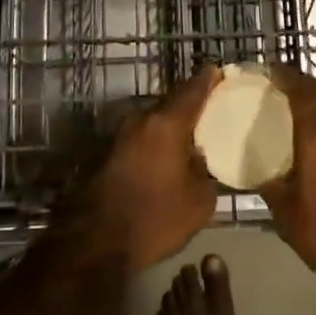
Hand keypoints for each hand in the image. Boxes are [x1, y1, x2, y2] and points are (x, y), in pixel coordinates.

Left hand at [89, 65, 221, 270]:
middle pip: (171, 103)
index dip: (208, 80)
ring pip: (153, 121)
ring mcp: (120, 135)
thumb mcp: (198, 202)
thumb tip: (200, 160)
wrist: (95, 242)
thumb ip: (205, 172)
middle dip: (190, 104)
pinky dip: (155, 142)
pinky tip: (167, 158)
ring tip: (191, 137)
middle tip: (210, 110)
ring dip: (170, 126)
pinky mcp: (107, 153)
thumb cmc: (154, 218)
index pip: (192, 90)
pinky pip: (141, 138)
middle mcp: (141, 120)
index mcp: (166, 123)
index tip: (219, 72)